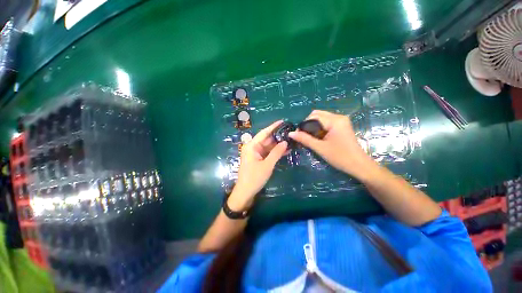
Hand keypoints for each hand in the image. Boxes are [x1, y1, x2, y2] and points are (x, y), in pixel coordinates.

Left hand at [229, 121, 287, 209]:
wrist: (245, 192)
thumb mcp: (267, 165)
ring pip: (268, 146)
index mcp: (251, 146)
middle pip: (267, 139)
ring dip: (278, 145)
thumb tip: (285, 142)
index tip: (283, 121)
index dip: (273, 127)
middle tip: (290, 132)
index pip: (264, 133)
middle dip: (278, 136)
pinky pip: (268, 153)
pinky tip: (286, 150)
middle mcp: (253, 148)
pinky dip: (275, 152)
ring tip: (290, 140)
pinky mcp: (258, 159)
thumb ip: (276, 153)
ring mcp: (256, 154)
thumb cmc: (254, 178)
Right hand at [289, 110, 372, 177]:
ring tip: (310, 138)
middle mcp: (339, 117)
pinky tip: (318, 137)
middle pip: (317, 115)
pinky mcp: (342, 126)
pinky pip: (327, 123)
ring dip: (314, 126)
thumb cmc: (340, 157)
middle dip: (308, 124)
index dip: (303, 125)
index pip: (313, 116)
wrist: (359, 166)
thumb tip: (291, 133)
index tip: (298, 135)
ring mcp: (341, 121)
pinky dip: (320, 128)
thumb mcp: (320, 148)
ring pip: (322, 118)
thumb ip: (305, 139)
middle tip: (304, 136)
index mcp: (335, 120)